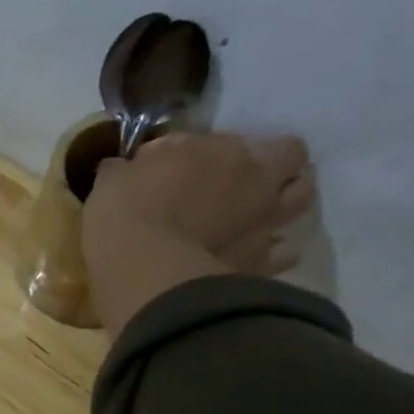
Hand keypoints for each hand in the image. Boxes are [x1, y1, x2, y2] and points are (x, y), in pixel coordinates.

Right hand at [83, 131, 312, 279]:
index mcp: (220, 152)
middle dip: (273, 163)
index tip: (179, 168)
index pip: (223, 139)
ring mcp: (265, 222)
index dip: (204, 152)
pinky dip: (276, 250)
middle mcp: (256, 180)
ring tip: (259, 212)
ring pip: (301, 199)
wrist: (145, 274)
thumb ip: (125, 171)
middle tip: (245, 179)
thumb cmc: (125, 217)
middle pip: (291, 156)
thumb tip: (123, 169)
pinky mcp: (264, 263)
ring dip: (285, 200)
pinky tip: (257, 254)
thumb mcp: (112, 182)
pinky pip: (285, 253)